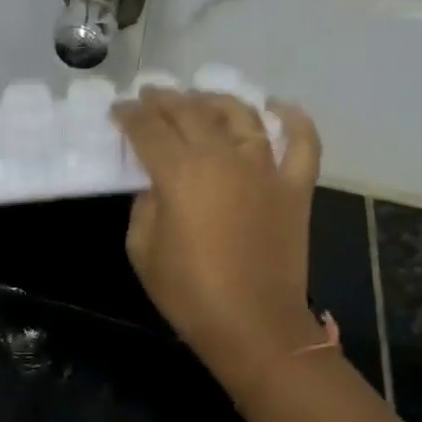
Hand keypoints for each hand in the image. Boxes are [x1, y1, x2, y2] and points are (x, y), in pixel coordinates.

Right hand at [111, 88, 323, 391]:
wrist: (254, 326)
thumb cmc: (189, 292)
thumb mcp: (142, 249)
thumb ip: (144, 205)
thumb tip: (156, 183)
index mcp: (180, 173)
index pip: (148, 129)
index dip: (129, 115)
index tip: (119, 110)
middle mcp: (223, 157)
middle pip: (190, 112)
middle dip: (165, 100)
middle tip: (150, 96)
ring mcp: (265, 168)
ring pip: (241, 115)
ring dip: (216, 99)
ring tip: (199, 98)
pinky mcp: (295, 186)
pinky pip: (302, 142)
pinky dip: (293, 119)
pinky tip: (277, 106)